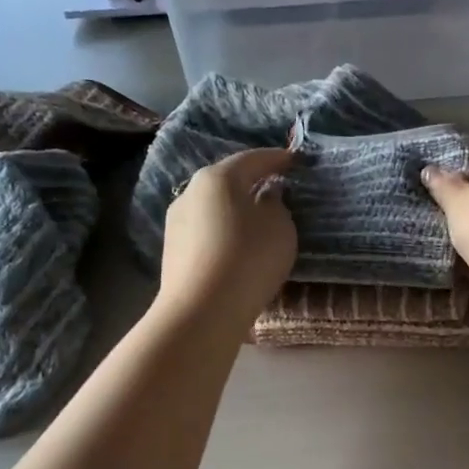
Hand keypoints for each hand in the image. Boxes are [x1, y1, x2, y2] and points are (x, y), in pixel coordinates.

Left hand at [158, 149, 296, 326]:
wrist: (202, 310)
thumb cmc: (249, 258)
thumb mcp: (281, 228)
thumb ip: (277, 205)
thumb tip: (266, 197)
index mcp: (219, 177)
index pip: (253, 159)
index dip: (277, 158)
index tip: (295, 160)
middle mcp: (191, 191)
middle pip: (228, 180)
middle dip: (252, 181)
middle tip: (276, 186)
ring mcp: (177, 221)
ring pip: (214, 206)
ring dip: (235, 208)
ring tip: (257, 219)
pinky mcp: (173, 250)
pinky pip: (206, 230)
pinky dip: (224, 231)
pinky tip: (236, 245)